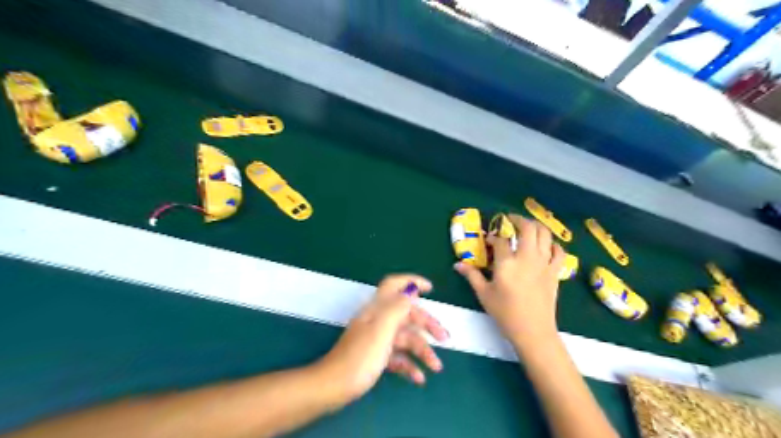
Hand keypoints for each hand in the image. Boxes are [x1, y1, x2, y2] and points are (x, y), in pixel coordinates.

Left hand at [316, 274, 448, 402]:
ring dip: (422, 351)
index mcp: (378, 309)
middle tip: (445, 338)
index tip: (430, 288)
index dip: (412, 281)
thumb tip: (411, 290)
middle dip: (427, 324)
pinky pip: (398, 356)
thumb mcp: (381, 330)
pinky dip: (409, 365)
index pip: (394, 285)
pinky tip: (418, 378)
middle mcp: (378, 320)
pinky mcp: (376, 356)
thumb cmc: (359, 357)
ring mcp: (377, 339)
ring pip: (405, 338)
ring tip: (436, 367)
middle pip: (407, 314)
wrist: (333, 387)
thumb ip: (397, 307)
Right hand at [455, 216, 564, 348]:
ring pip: (545, 234)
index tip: (490, 240)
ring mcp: (544, 263)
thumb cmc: (505, 313)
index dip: (494, 236)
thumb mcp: (484, 294)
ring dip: (536, 226)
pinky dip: (553, 244)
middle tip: (510, 220)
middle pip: (527, 228)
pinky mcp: (555, 272)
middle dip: (518, 220)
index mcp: (507, 263)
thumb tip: (457, 264)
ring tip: (527, 227)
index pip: (501, 240)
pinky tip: (546, 246)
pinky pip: (559, 251)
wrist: (533, 331)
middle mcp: (527, 257)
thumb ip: (471, 275)